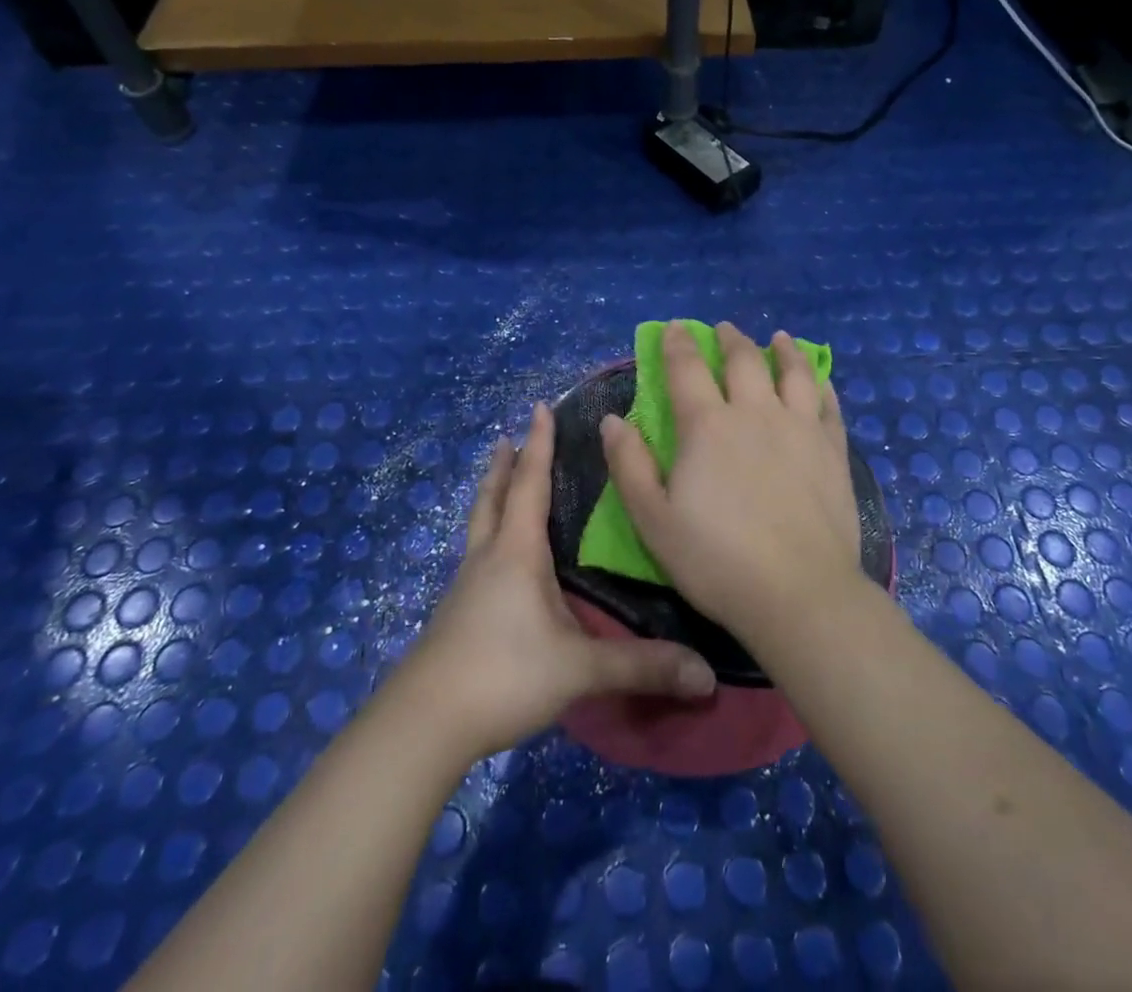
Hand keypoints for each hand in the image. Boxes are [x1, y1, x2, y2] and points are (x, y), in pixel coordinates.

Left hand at [400, 402, 716, 762]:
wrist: (424, 723)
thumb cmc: (503, 674)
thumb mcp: (579, 668)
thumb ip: (642, 666)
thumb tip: (708, 674)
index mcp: (517, 552)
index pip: (530, 484)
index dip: (538, 445)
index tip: (539, 407)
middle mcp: (488, 558)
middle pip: (494, 498)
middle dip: (503, 466)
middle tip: (506, 438)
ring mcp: (465, 587)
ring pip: (479, 526)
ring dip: (490, 497)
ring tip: (497, 483)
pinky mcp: (455, 615)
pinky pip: (474, 558)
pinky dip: (487, 537)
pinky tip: (495, 561)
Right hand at [601, 321, 864, 654]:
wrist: (799, 593)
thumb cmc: (716, 561)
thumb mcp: (653, 520)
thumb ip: (629, 465)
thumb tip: (613, 420)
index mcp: (708, 426)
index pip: (687, 369)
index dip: (677, 344)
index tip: (674, 327)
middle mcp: (756, 413)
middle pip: (743, 361)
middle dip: (729, 339)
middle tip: (722, 329)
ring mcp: (800, 429)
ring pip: (794, 373)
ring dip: (783, 351)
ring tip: (778, 338)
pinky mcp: (833, 451)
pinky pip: (828, 406)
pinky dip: (822, 386)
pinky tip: (820, 382)